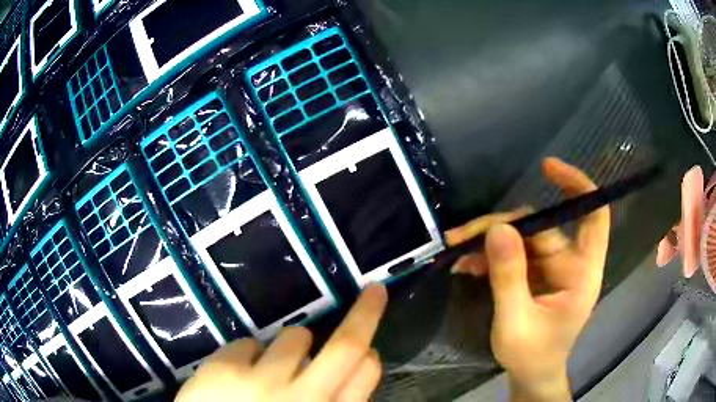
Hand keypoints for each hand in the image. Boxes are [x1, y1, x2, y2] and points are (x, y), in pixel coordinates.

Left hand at [176, 284, 387, 401]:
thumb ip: (336, 399)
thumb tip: (360, 363)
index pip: (363, 377)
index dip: (368, 357)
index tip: (367, 348)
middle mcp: (303, 398)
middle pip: (345, 347)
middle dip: (365, 315)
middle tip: (373, 292)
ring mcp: (263, 383)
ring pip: (295, 337)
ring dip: (290, 347)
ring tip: (268, 373)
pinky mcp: (225, 369)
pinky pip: (249, 343)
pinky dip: (248, 357)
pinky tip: (235, 380)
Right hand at [446, 157, 609, 401]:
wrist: (531, 374)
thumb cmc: (532, 355)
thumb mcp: (516, 322)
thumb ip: (509, 277)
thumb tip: (497, 228)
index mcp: (582, 273)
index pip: (594, 216)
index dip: (577, 186)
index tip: (547, 168)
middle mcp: (570, 263)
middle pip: (541, 227)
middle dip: (501, 227)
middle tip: (462, 236)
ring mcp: (552, 268)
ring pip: (522, 238)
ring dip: (489, 242)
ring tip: (456, 252)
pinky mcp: (536, 274)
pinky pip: (513, 254)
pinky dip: (490, 256)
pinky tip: (466, 265)